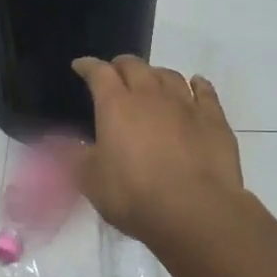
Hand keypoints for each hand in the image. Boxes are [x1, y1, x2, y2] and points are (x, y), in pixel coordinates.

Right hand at [71, 56, 244, 246]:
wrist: (195, 210)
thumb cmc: (134, 194)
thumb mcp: (91, 180)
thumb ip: (75, 155)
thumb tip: (62, 141)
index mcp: (116, 105)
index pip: (99, 73)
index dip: (88, 66)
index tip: (80, 66)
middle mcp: (150, 95)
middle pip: (135, 66)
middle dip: (121, 66)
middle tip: (115, 75)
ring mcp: (186, 104)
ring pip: (169, 75)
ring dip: (156, 74)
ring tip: (151, 81)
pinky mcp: (213, 119)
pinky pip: (205, 91)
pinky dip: (197, 84)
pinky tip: (196, 84)